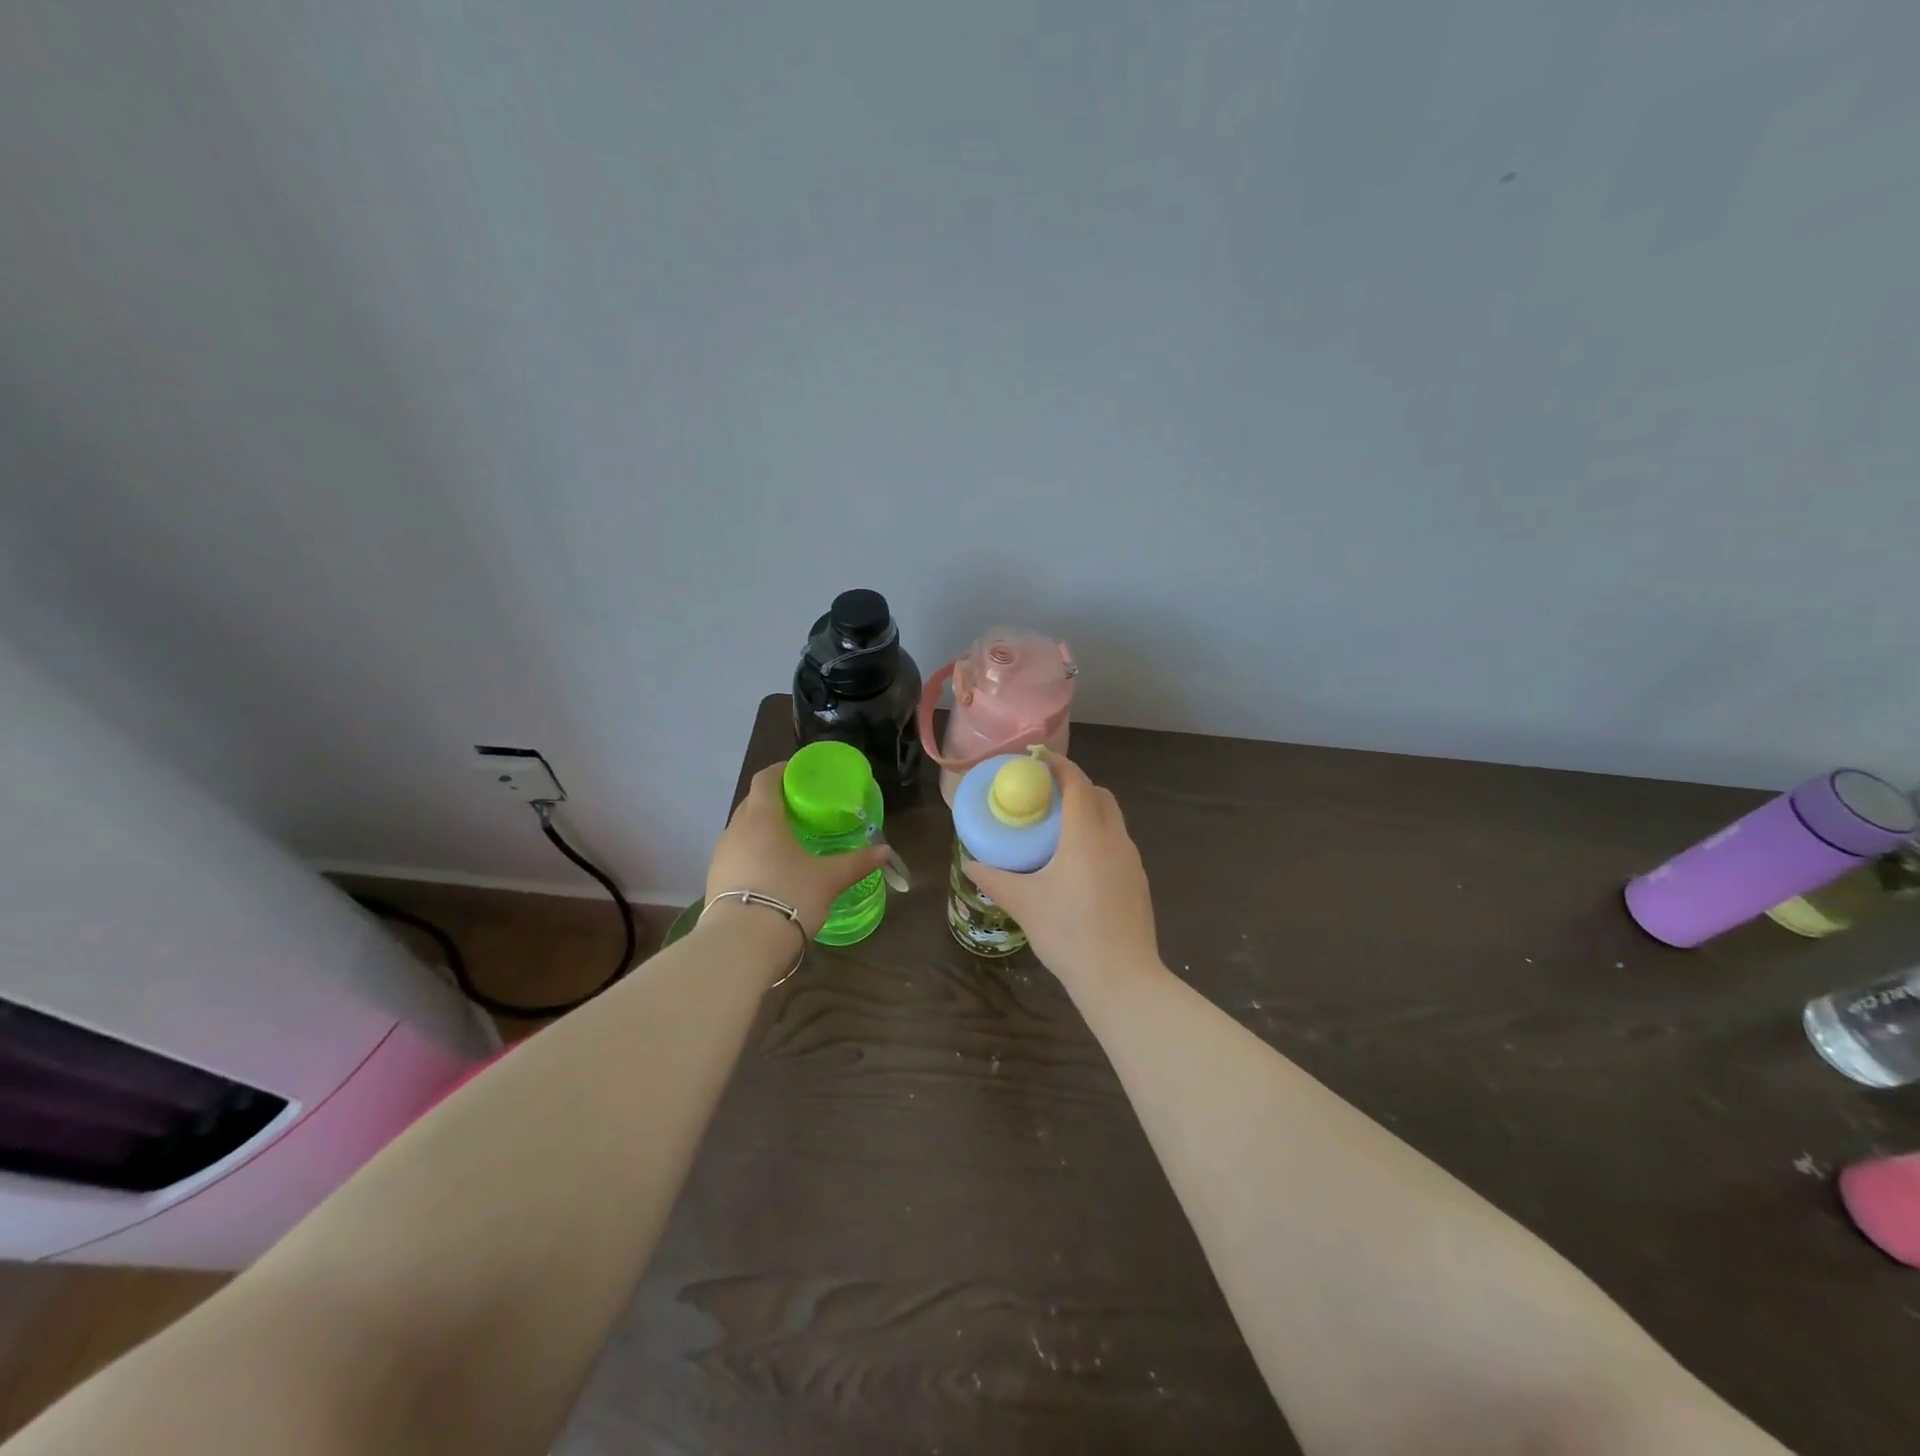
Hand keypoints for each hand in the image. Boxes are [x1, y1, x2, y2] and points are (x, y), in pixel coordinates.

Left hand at [705, 763, 889, 938]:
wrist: (741, 945)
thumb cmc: (789, 897)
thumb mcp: (829, 879)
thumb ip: (857, 862)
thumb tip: (884, 851)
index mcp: (762, 817)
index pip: (766, 779)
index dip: (782, 771)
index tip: (801, 774)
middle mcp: (736, 829)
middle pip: (753, 803)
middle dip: (775, 801)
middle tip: (801, 809)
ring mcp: (721, 855)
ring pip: (742, 830)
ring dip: (762, 829)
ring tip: (787, 841)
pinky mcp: (714, 880)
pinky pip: (736, 854)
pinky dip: (752, 853)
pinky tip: (770, 871)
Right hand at [963, 756, 1161, 994]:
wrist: (1122, 979)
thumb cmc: (1069, 933)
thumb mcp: (1024, 903)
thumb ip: (995, 879)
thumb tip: (970, 864)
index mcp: (1087, 834)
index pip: (1077, 782)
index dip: (1058, 764)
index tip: (1036, 760)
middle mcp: (1115, 839)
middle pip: (1100, 795)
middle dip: (1075, 786)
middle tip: (1045, 797)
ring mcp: (1132, 861)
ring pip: (1112, 821)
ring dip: (1089, 813)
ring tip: (1058, 831)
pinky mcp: (1139, 883)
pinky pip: (1118, 845)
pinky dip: (1099, 838)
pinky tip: (1078, 867)